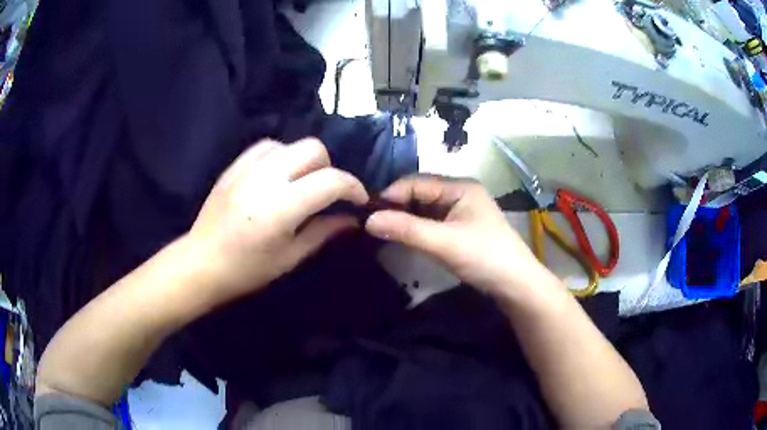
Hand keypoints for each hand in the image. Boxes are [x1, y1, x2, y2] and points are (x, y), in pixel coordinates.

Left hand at [187, 138, 368, 303]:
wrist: (202, 262)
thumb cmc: (247, 270)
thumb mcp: (290, 257)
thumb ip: (323, 232)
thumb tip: (351, 219)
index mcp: (281, 208)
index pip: (331, 181)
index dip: (353, 187)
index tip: (358, 200)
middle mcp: (265, 179)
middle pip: (313, 149)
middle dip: (329, 168)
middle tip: (326, 193)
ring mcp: (247, 168)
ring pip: (291, 144)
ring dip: (305, 161)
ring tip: (300, 184)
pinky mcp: (234, 166)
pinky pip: (267, 146)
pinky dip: (281, 156)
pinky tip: (278, 175)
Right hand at [365, 175, 540, 295]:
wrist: (515, 284)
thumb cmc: (484, 257)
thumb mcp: (444, 242)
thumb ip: (407, 230)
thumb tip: (368, 220)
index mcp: (460, 187)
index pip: (416, 182)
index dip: (391, 195)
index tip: (367, 212)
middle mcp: (460, 193)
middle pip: (420, 194)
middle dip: (397, 207)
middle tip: (371, 223)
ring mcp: (461, 211)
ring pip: (424, 209)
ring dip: (405, 219)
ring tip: (382, 230)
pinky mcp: (460, 228)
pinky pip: (432, 222)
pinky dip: (416, 229)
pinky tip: (403, 237)